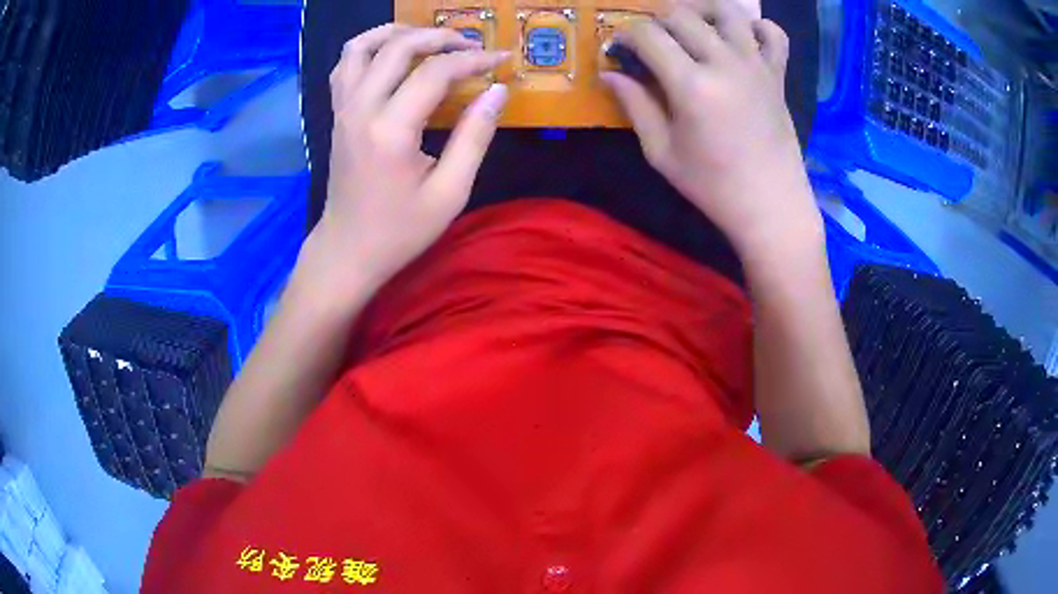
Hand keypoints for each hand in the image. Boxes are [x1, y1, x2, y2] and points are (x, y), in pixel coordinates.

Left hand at [296, 24, 509, 306]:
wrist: (348, 250)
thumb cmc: (400, 230)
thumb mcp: (450, 192)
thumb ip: (475, 137)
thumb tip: (498, 91)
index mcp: (391, 130)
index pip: (435, 72)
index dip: (472, 60)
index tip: (499, 60)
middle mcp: (361, 109)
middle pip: (398, 46)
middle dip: (439, 37)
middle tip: (470, 46)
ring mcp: (342, 109)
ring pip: (361, 46)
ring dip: (397, 32)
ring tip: (428, 38)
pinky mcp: (336, 114)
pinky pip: (345, 65)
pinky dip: (369, 48)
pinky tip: (392, 54)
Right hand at [603, 0, 821, 260]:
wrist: (771, 205)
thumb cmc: (713, 186)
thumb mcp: (661, 153)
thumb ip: (635, 106)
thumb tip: (610, 73)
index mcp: (690, 85)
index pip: (648, 34)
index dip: (626, 35)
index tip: (621, 50)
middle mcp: (724, 63)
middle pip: (682, 15)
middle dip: (658, 22)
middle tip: (654, 44)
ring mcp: (756, 65)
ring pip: (727, 12)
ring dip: (703, 12)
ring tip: (693, 29)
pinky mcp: (777, 75)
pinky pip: (774, 33)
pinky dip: (757, 27)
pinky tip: (742, 39)